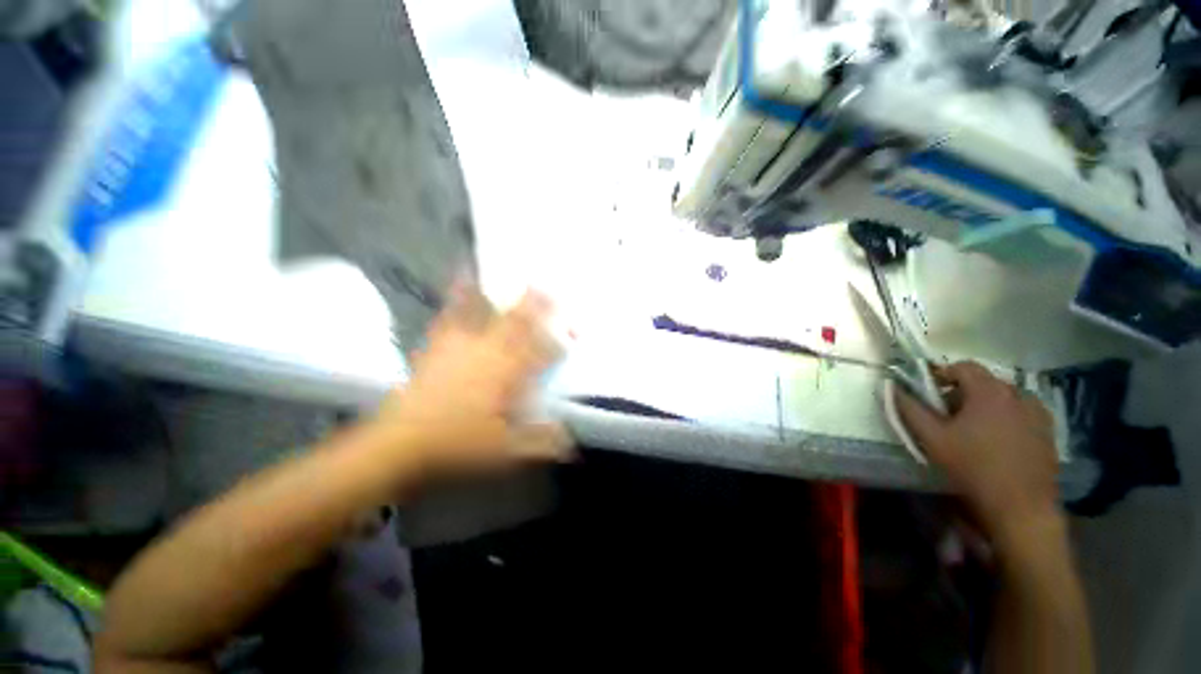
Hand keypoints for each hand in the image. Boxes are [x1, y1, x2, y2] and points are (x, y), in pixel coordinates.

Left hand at [371, 283, 571, 480]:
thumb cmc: (457, 445)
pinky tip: (463, 278)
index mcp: (507, 376)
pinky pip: (452, 314)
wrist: (399, 444)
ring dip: (505, 294)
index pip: (542, 351)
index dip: (561, 339)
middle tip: (552, 288)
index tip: (576, 330)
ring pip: (488, 313)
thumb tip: (570, 441)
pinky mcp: (439, 346)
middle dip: (539, 305)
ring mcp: (462, 345)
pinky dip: (460, 295)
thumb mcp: (505, 451)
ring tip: (516, 275)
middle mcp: (489, 353)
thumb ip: (540, 442)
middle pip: (519, 323)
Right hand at [894, 362, 1060, 547]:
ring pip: (1005, 396)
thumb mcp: (932, 438)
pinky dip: (1007, 417)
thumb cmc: (972, 467)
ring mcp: (1038, 413)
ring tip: (974, 428)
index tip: (928, 392)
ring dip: (986, 404)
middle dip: (963, 391)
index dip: (942, 374)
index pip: (963, 366)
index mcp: (988, 391)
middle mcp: (1017, 394)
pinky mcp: (1048, 431)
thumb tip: (893, 387)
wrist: (1021, 507)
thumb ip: (910, 408)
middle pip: (985, 380)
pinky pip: (1022, 412)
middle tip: (948, 414)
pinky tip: (999, 440)